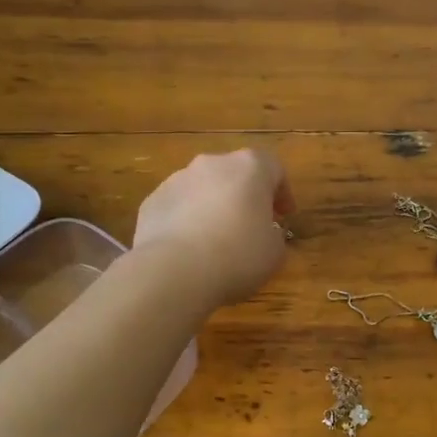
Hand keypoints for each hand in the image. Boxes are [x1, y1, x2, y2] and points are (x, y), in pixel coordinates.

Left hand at [133, 148, 294, 307]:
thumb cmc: (237, 256)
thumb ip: (273, 235)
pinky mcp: (151, 201)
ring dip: (212, 206)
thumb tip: (263, 232)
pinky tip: (187, 249)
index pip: (274, 167)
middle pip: (234, 173)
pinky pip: (177, 207)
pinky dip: (185, 221)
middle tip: (251, 224)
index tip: (284, 215)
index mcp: (249, 168)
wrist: (173, 271)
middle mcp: (212, 164)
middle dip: (244, 195)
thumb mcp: (274, 252)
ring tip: (215, 240)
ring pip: (203, 188)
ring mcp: (177, 180)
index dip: (282, 191)